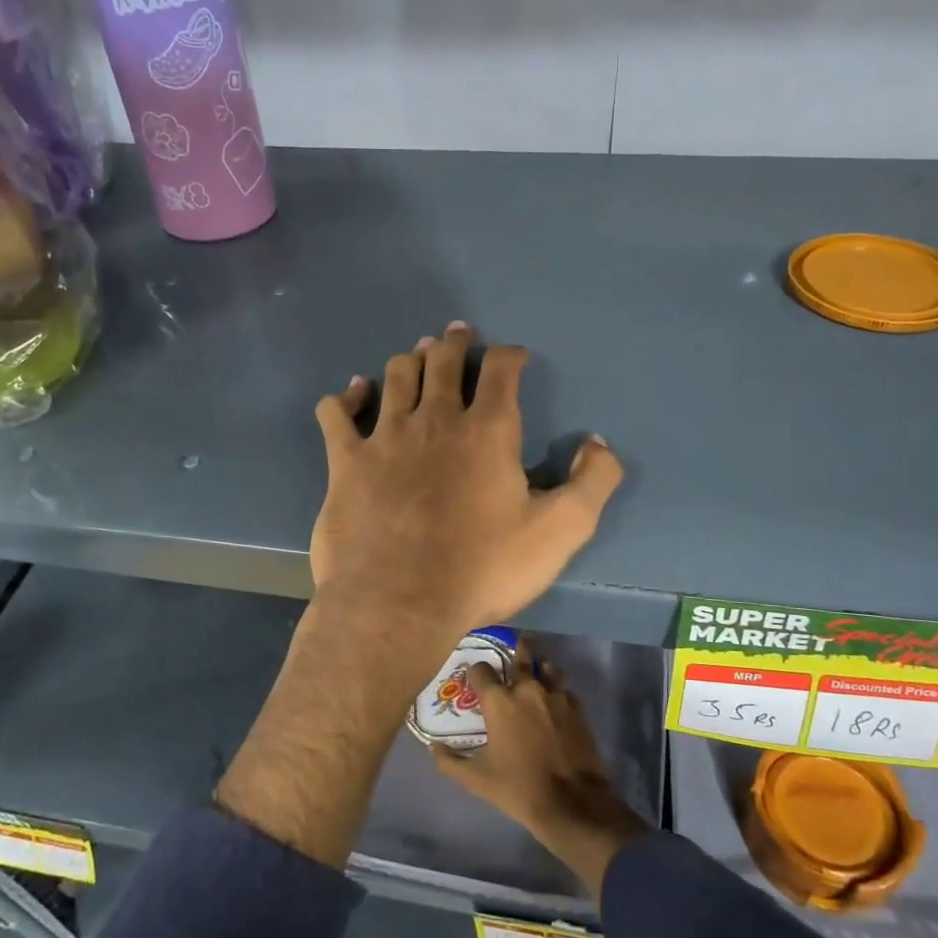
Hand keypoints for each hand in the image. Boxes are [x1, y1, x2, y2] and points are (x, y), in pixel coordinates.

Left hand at [311, 323, 624, 670]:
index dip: (509, 355)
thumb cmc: (483, 569)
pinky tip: (353, 393)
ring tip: (417, 353)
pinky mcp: (346, 461)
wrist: (399, 604)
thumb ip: (592, 482)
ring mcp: (385, 436)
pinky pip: (337, 414)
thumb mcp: (559, 532)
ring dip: (410, 360)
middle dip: (454, 343)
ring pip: (396, 376)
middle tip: (457, 334)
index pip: (500, 369)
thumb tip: (599, 443)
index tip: (515, 357)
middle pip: (443, 361)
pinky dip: (346, 397)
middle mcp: (435, 419)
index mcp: (487, 430)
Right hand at [433, 648, 650, 896]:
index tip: (475, 678)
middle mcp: (527, 688)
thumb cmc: (518, 788)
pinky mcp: (577, 708)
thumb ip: (450, 762)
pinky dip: (558, 690)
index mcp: (499, 701)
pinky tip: (556, 702)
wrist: (572, 803)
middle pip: (521, 655)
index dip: (476, 671)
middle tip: (513, 648)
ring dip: (540, 667)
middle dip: (516, 649)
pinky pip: (565, 689)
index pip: (481, 670)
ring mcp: (555, 695)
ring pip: (548, 667)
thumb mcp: (477, 780)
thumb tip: (433, 748)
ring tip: (537, 672)